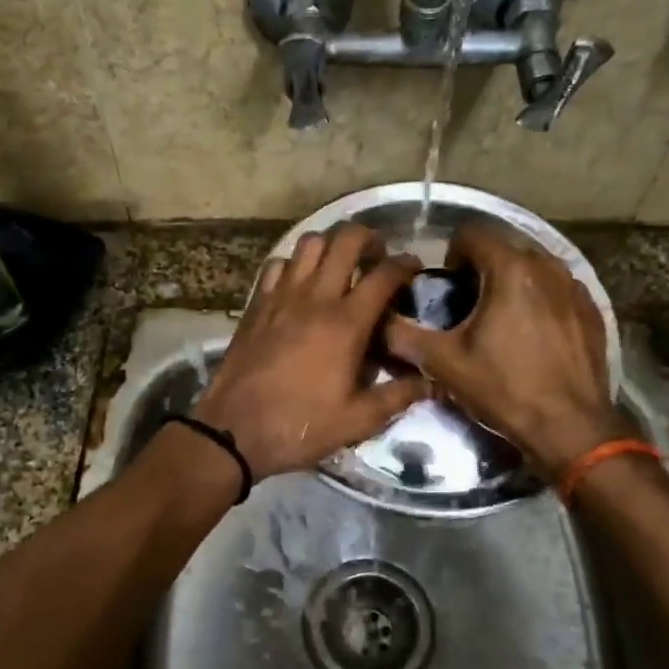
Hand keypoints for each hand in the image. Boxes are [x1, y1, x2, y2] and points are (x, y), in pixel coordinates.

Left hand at [194, 225, 429, 478]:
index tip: (414, 267)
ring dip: (330, 245)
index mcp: (346, 323)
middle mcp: (315, 297)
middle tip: (376, 257)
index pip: (384, 274)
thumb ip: (398, 397)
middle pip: (346, 240)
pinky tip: (299, 284)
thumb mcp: (358, 420)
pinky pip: (277, 265)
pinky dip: (293, 264)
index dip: (406, 263)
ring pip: (309, 243)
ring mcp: (281, 296)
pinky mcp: (256, 304)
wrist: (234, 430)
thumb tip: (433, 383)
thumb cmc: (300, 425)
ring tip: (339, 265)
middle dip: (369, 238)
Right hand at [383, 223, 631, 477]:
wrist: (570, 427)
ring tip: (499, 319)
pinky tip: (532, 335)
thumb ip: (404, 336)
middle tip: (467, 306)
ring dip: (512, 283)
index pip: (473, 232)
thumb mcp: (444, 364)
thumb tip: (378, 322)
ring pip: (533, 268)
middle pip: (504, 248)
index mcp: (510, 269)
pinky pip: (557, 290)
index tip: (447, 285)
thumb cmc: (505, 389)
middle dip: (482, 268)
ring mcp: (575, 288)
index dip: (452, 253)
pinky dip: (540, 300)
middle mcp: (547, 266)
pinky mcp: (592, 310)